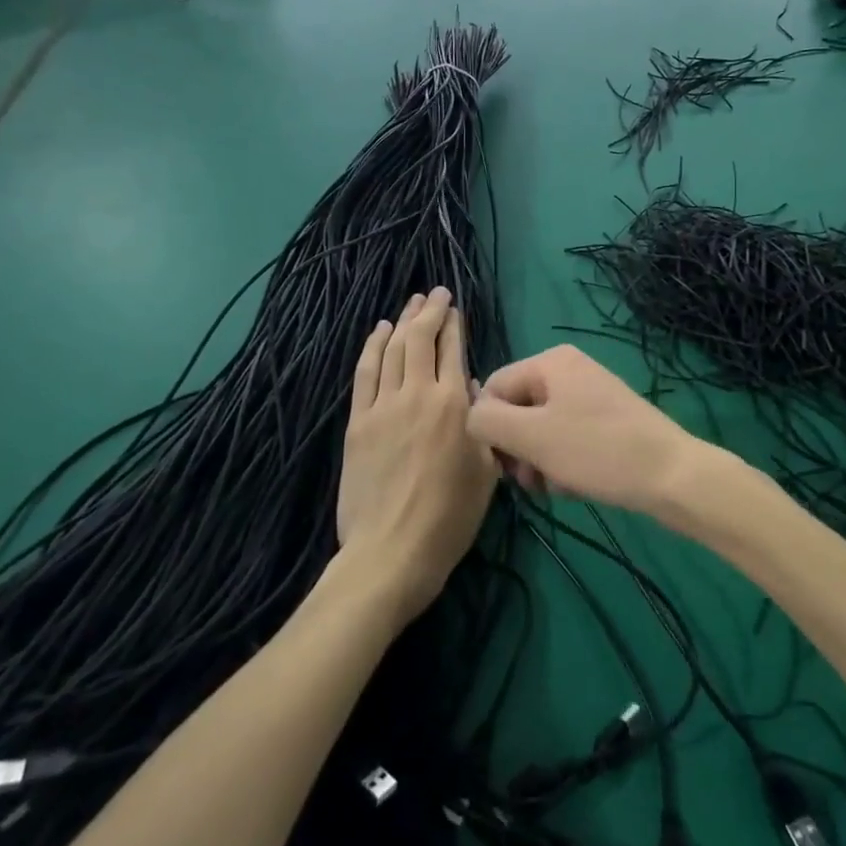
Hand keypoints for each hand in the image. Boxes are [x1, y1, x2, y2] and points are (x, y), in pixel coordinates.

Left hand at [339, 288, 497, 621]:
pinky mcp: (358, 421)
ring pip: (392, 349)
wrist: (392, 551)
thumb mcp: (487, 472)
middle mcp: (418, 394)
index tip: (454, 307)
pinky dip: (372, 347)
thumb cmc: (450, 518)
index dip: (453, 323)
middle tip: (435, 294)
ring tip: (411, 304)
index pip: (452, 349)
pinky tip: (379, 332)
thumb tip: (471, 392)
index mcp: (454, 405)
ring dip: (402, 322)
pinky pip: (365, 373)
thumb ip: (484, 425)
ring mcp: (384, 406)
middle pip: (420, 339)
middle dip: (429, 311)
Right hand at [466, 344, 736, 516]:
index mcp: (549, 361)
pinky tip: (575, 484)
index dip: (491, 430)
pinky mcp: (605, 418)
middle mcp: (568, 369)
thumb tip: (469, 416)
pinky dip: (563, 462)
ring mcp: (589, 393)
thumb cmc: (597, 451)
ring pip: (540, 429)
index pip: (492, 389)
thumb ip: (487, 421)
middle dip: (519, 449)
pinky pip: (566, 437)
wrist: (671, 475)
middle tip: (533, 481)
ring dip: (539, 461)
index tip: (505, 465)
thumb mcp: (532, 437)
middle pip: (517, 410)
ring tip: (557, 486)